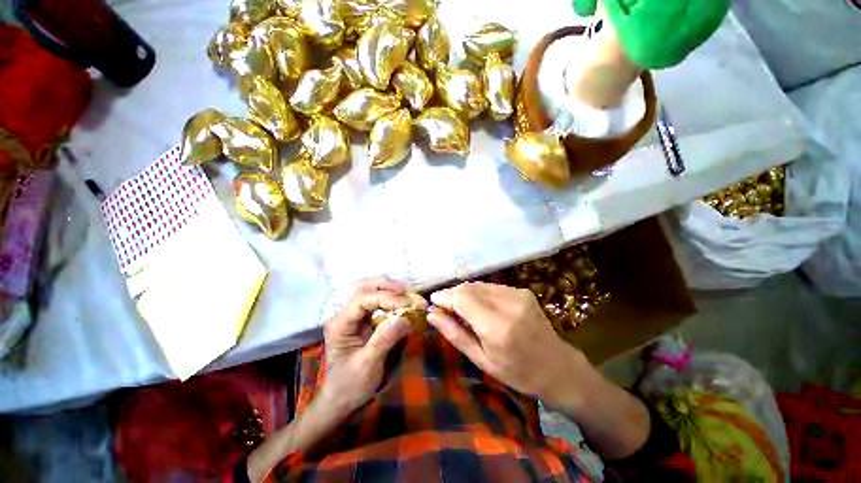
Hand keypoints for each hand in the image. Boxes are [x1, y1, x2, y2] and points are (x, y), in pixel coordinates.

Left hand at [318, 278, 412, 416]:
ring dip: (388, 289)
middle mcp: (344, 315)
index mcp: (340, 324)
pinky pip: (376, 302)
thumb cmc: (350, 385)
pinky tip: (401, 302)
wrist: (340, 400)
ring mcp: (353, 316)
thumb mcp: (367, 365)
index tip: (405, 303)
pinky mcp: (362, 321)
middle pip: (363, 287)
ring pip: (369, 291)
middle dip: (386, 286)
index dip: (385, 297)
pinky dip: (389, 299)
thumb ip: (384, 340)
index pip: (362, 299)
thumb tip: (403, 317)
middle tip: (407, 291)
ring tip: (407, 294)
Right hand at [427, 282, 585, 403]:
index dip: (444, 297)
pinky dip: (478, 293)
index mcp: (496, 326)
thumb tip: (431, 315)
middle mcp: (507, 304)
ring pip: (479, 285)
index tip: (432, 301)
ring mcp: (517, 294)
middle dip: (452, 294)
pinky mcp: (522, 291)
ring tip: (458, 306)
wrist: (557, 366)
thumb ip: (455, 334)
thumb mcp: (482, 360)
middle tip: (443, 306)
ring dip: (464, 292)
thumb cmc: (517, 372)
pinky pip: (491, 286)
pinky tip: (477, 304)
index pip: (461, 299)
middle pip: (468, 288)